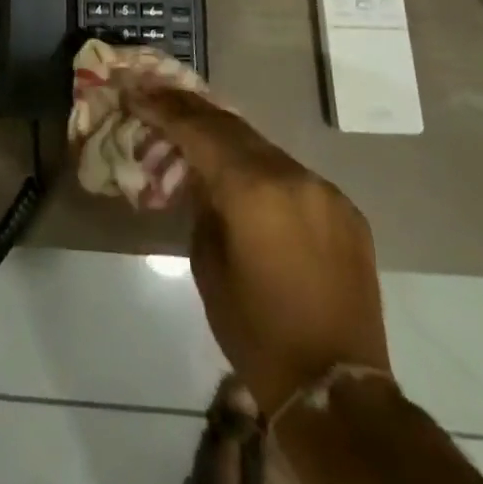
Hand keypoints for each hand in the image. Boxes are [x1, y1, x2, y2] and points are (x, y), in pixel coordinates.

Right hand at [127, 86, 389, 414]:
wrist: (336, 390)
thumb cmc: (257, 333)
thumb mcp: (208, 265)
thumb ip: (203, 206)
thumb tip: (203, 177)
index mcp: (253, 190)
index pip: (199, 131)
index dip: (165, 109)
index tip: (138, 93)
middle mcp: (292, 176)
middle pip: (232, 127)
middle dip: (192, 109)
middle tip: (159, 93)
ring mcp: (323, 189)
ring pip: (264, 146)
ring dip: (227, 136)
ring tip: (195, 124)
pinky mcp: (344, 209)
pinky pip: (292, 173)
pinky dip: (262, 166)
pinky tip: (244, 172)